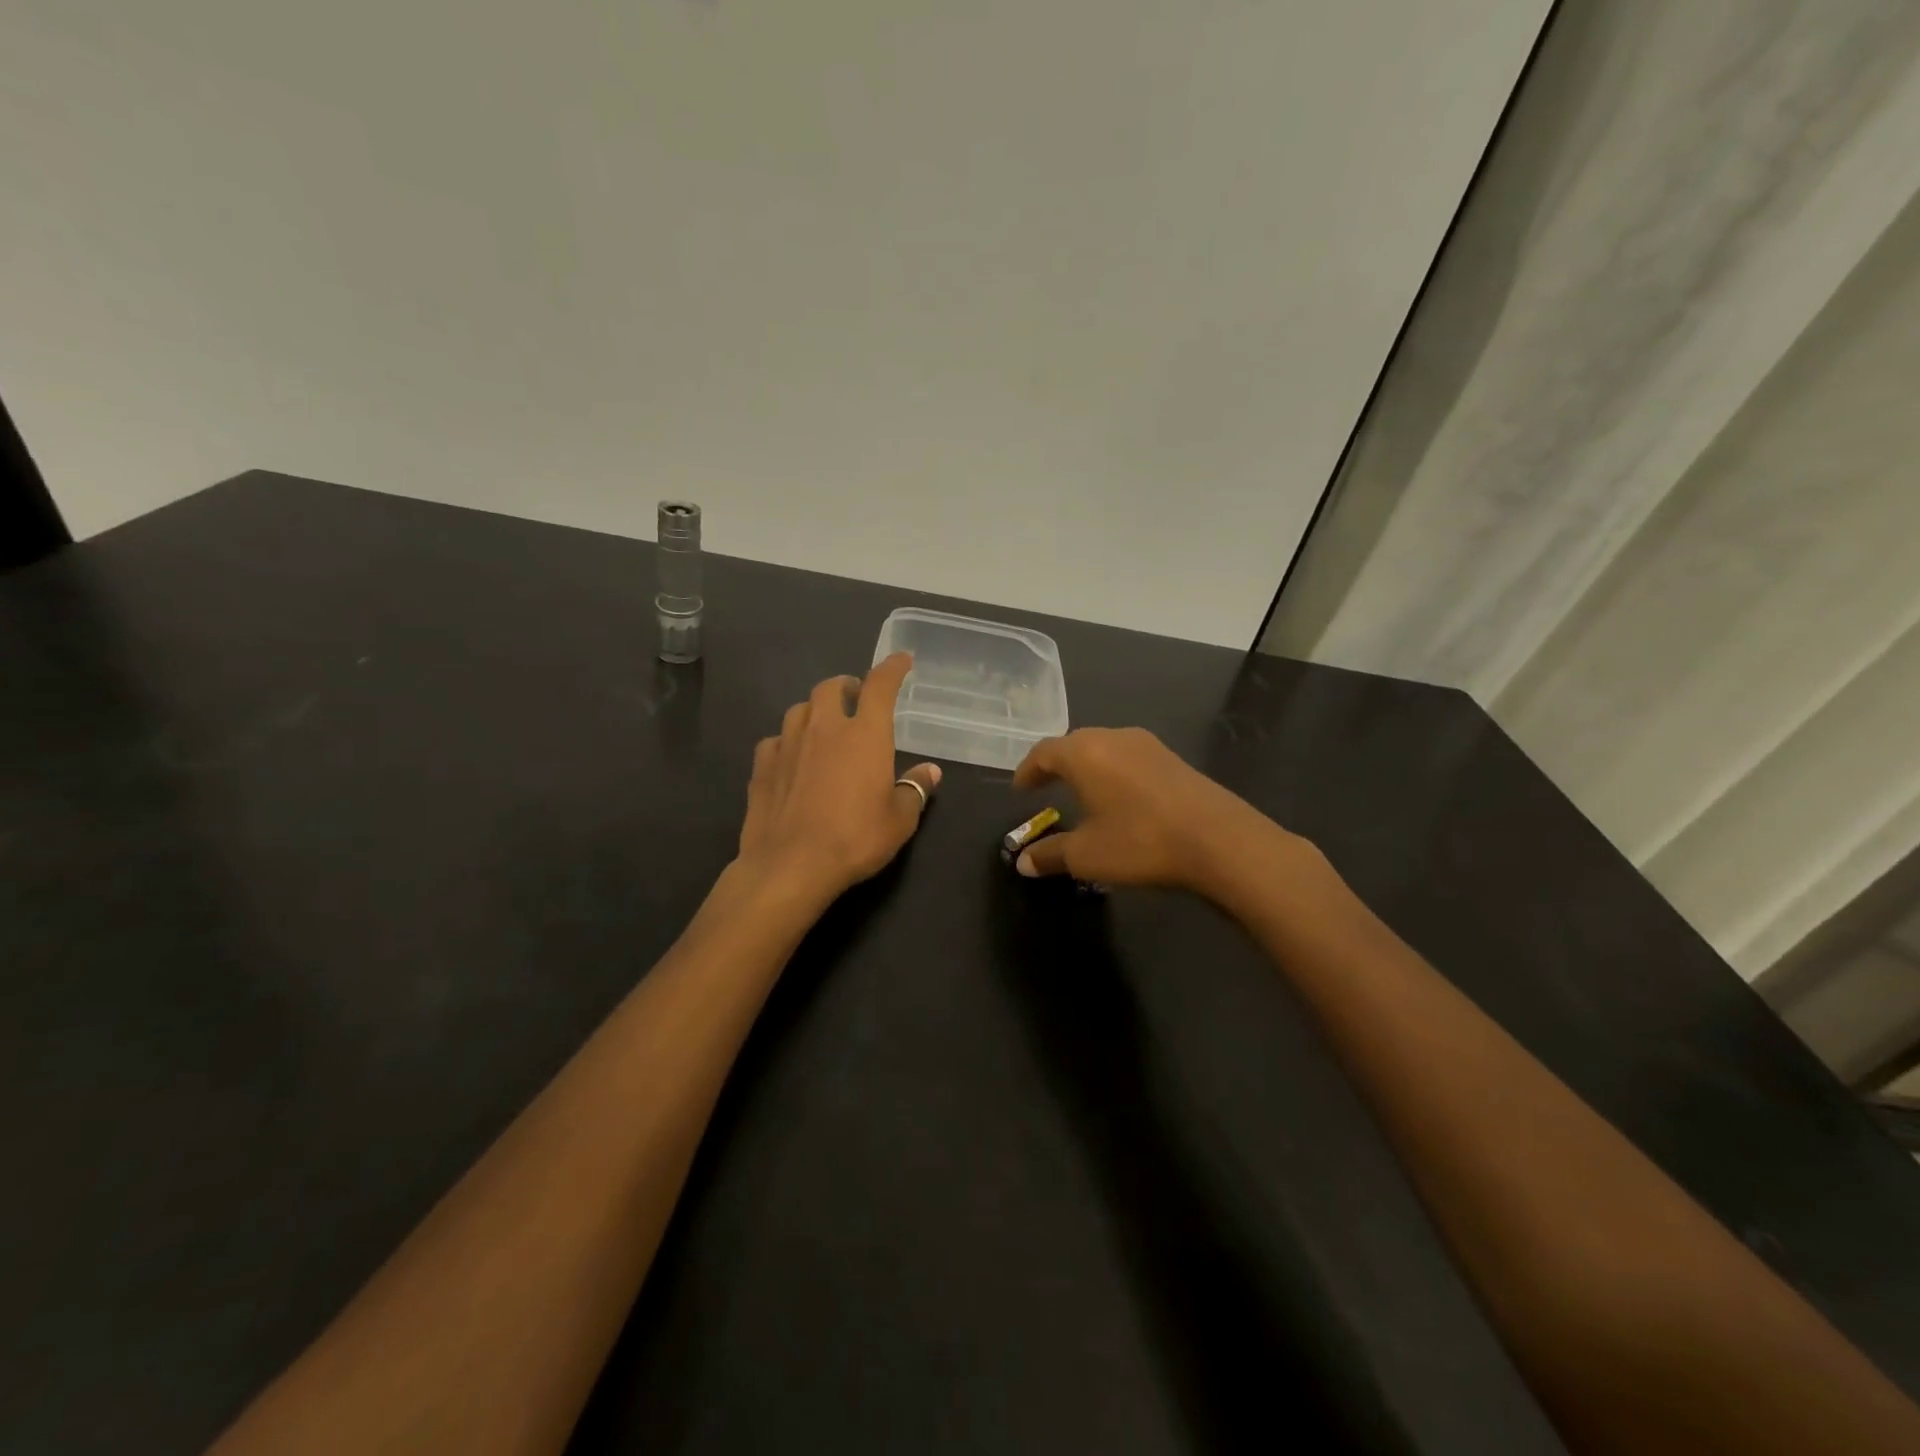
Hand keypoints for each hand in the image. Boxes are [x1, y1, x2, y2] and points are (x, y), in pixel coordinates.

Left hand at [738, 652, 941, 899]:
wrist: (790, 865)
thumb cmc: (855, 839)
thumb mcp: (899, 820)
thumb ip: (915, 790)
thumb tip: (930, 771)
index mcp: (865, 734)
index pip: (880, 686)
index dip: (892, 668)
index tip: (901, 660)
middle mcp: (824, 728)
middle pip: (831, 687)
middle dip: (846, 685)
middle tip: (856, 698)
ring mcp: (788, 744)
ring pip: (800, 709)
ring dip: (815, 710)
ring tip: (824, 727)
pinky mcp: (762, 765)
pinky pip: (776, 739)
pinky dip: (788, 741)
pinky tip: (792, 758)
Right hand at [1010, 727, 1279, 894]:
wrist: (1219, 839)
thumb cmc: (1140, 842)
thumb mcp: (1087, 855)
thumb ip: (1051, 855)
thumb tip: (1023, 862)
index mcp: (1084, 753)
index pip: (1044, 752)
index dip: (1028, 770)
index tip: (1020, 789)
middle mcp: (1113, 738)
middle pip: (1074, 744)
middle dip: (1056, 765)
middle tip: (1045, 787)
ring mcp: (1148, 745)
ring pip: (1104, 748)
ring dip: (1087, 767)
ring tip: (1081, 791)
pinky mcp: (1173, 759)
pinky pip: (1129, 758)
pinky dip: (1113, 772)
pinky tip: (1120, 797)